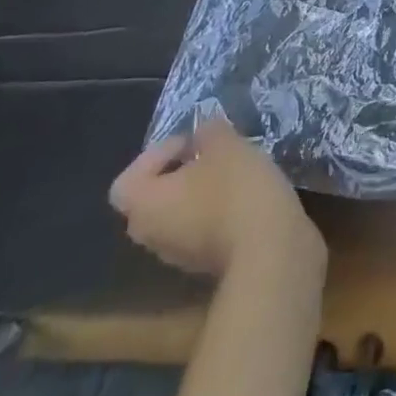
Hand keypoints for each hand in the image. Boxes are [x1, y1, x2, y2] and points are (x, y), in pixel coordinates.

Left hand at [109, 115, 322, 278]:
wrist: (268, 249)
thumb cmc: (236, 190)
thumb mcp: (226, 144)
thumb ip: (209, 131)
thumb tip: (203, 132)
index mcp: (145, 206)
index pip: (127, 180)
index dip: (156, 155)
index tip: (191, 143)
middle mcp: (152, 236)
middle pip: (153, 198)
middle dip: (180, 172)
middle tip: (211, 154)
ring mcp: (178, 255)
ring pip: (179, 214)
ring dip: (200, 192)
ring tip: (235, 171)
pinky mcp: (207, 263)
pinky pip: (201, 229)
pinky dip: (217, 211)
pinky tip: (247, 195)